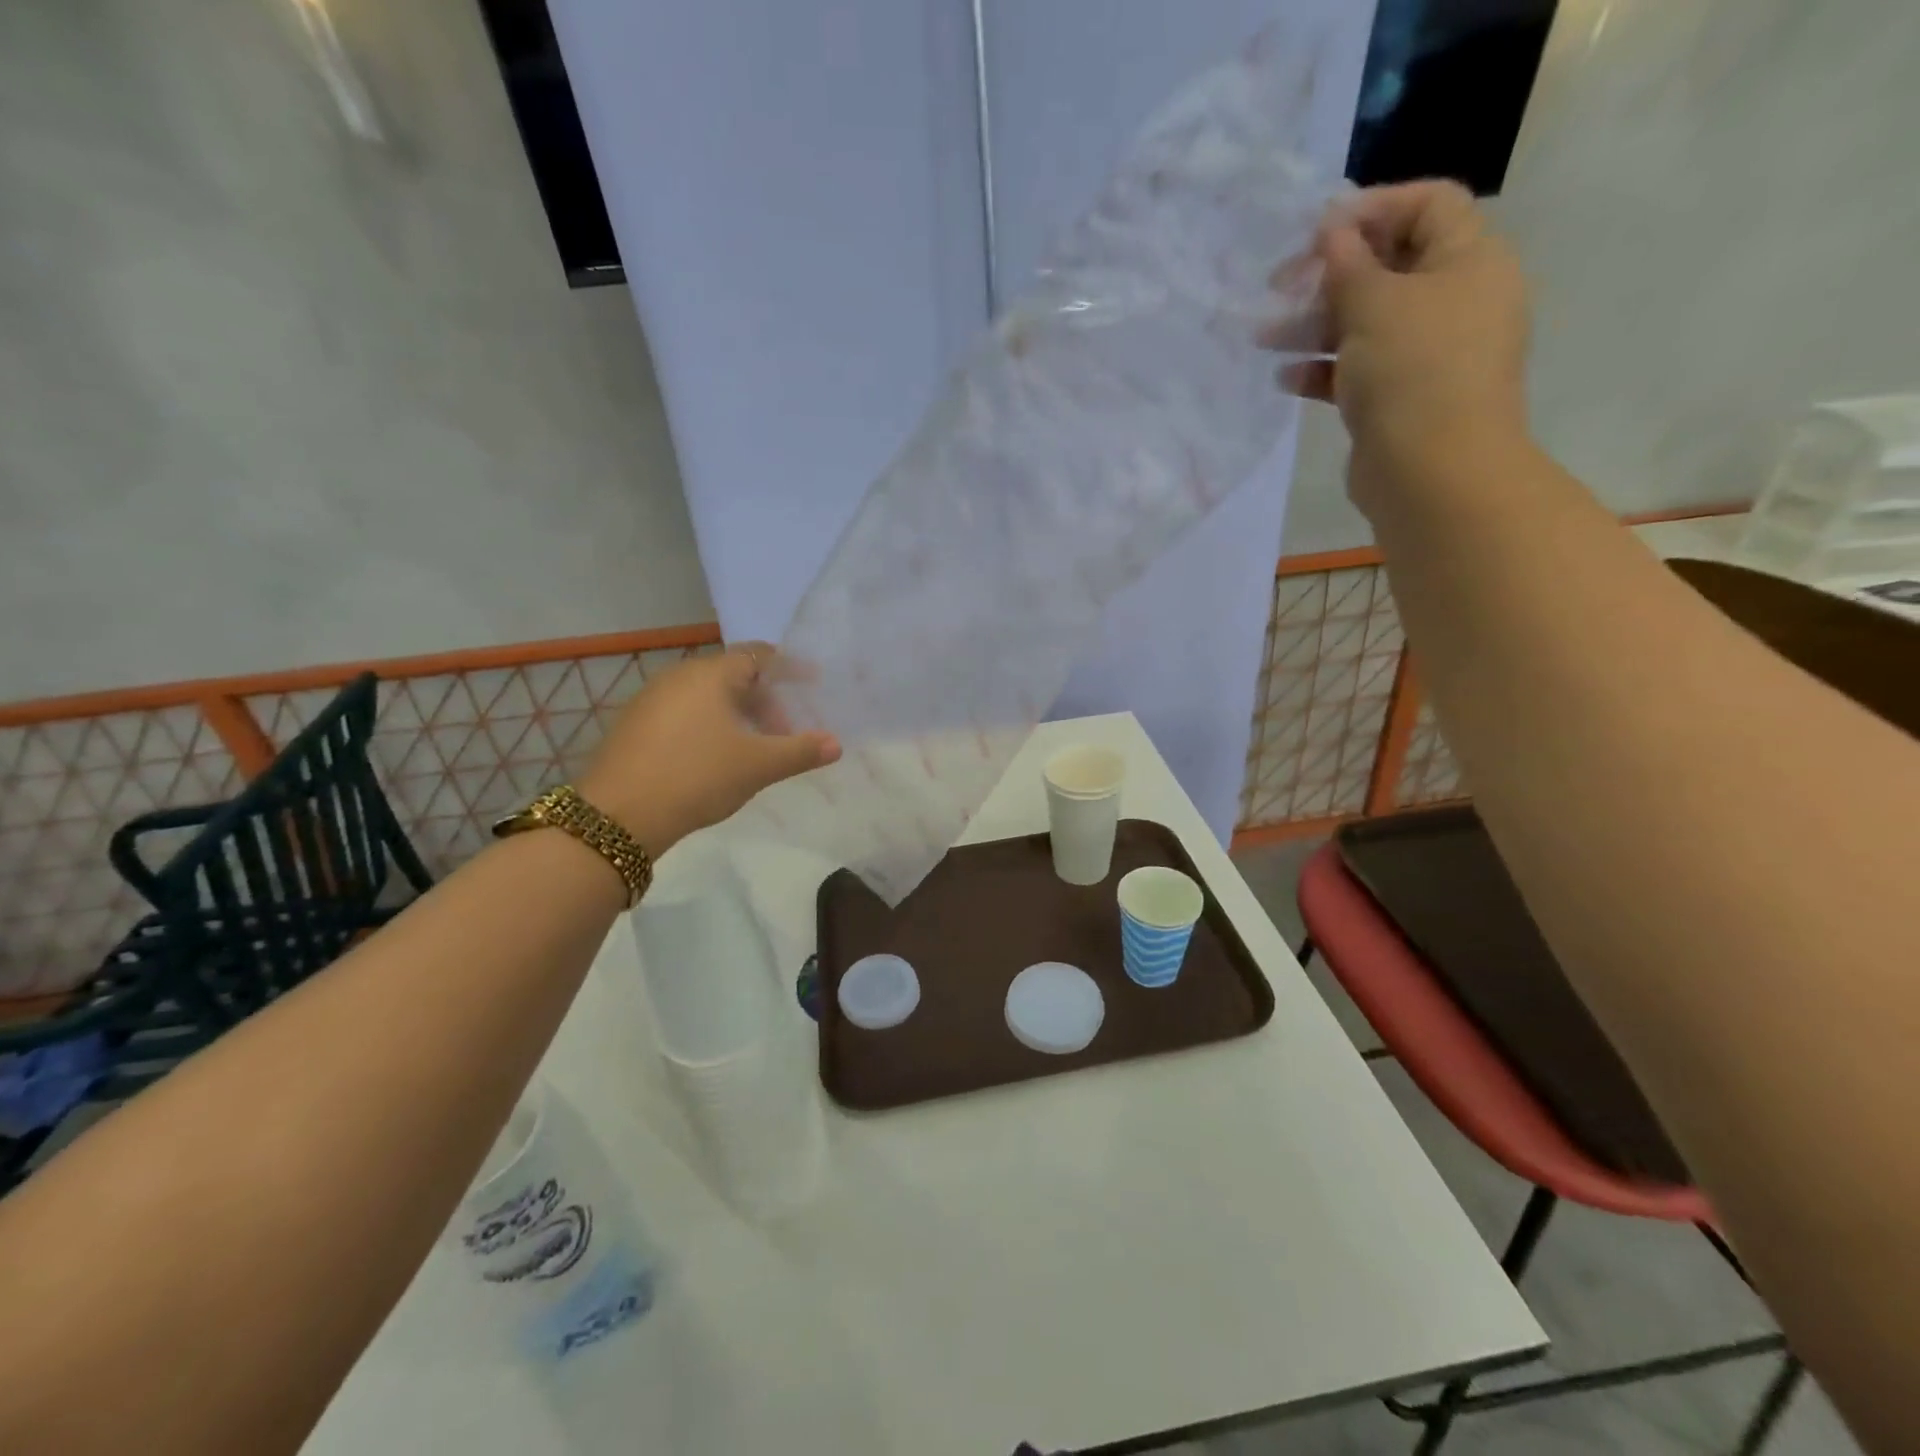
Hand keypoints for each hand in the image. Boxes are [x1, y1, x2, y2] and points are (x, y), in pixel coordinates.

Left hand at [578, 644, 839, 853]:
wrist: (617, 816)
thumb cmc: (697, 777)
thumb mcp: (757, 766)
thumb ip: (800, 751)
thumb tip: (835, 744)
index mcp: (710, 675)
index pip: (758, 655)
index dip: (789, 667)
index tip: (812, 683)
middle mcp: (678, 676)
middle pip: (733, 675)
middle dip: (764, 699)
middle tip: (785, 730)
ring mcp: (651, 699)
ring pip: (706, 695)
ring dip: (737, 714)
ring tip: (754, 747)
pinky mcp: (634, 724)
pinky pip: (683, 712)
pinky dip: (709, 724)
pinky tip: (714, 757)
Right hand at [1264, 181, 1531, 515]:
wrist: (1432, 474)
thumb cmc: (1413, 372)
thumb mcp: (1375, 304)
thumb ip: (1348, 263)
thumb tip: (1331, 227)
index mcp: (1470, 261)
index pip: (1428, 205)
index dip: (1372, 208)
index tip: (1316, 230)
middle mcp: (1455, 301)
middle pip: (1388, 267)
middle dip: (1329, 275)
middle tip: (1278, 287)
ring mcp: (1427, 354)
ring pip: (1366, 323)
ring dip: (1313, 325)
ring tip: (1264, 338)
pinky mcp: (1400, 399)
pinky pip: (1358, 370)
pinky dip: (1323, 370)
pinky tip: (1286, 378)